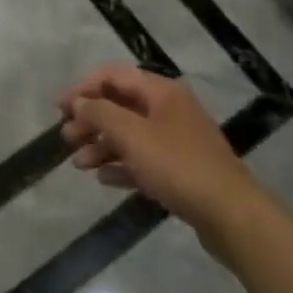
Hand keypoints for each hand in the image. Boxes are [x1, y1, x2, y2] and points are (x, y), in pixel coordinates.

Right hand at [57, 65, 265, 237]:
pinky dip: (121, 165)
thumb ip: (99, 113)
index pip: (113, 76)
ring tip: (79, 164)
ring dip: (102, 145)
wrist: (232, 216)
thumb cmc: (177, 165)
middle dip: (91, 120)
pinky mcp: (182, 171)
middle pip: (120, 106)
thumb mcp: (131, 135)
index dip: (83, 87)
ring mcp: (177, 141)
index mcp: (160, 91)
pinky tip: (103, 178)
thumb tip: (78, 102)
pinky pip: (143, 160)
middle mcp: (169, 109)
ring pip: (130, 135)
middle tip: (66, 137)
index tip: (60, 107)